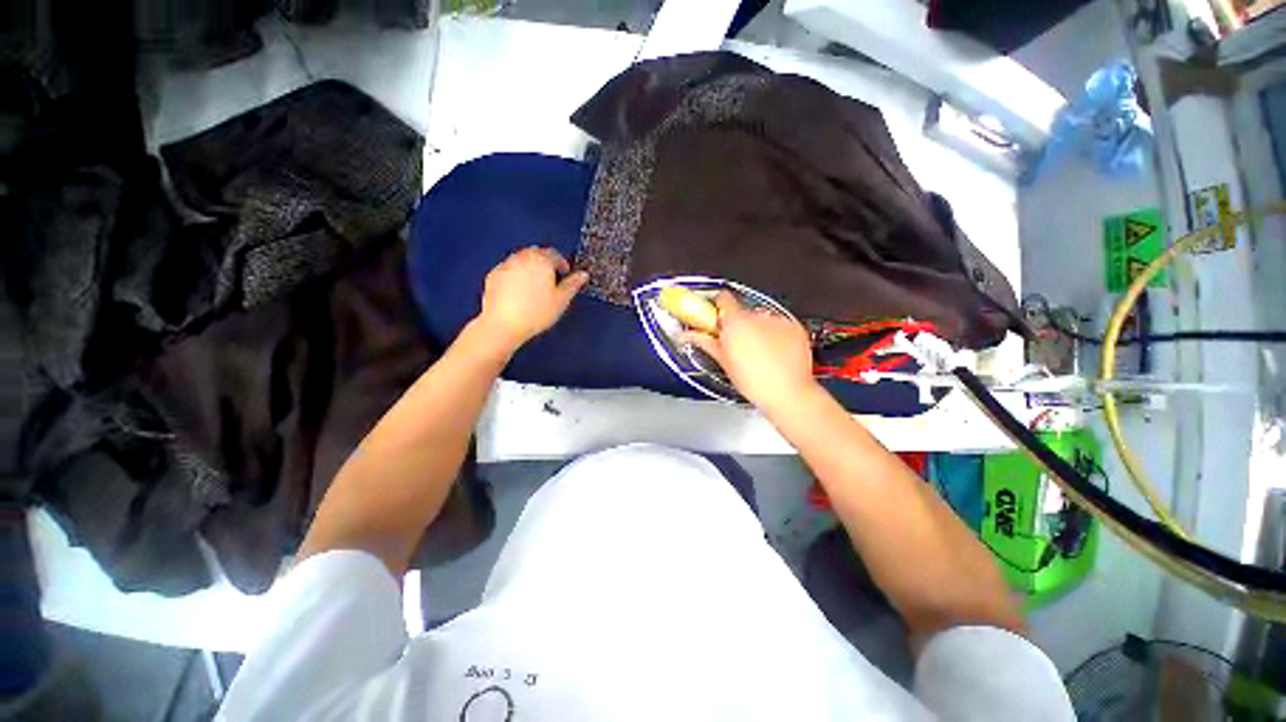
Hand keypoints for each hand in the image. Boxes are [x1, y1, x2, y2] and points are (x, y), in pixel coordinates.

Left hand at [476, 247, 588, 352]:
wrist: (504, 324)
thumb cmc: (535, 313)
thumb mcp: (561, 300)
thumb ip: (573, 284)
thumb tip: (583, 275)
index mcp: (542, 260)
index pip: (555, 254)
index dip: (562, 263)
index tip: (565, 273)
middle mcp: (523, 258)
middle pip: (537, 253)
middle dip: (546, 263)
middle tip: (552, 279)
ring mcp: (506, 265)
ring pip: (522, 260)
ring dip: (531, 268)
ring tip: (536, 286)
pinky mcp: (494, 275)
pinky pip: (509, 269)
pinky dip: (517, 275)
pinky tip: (520, 292)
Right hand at [681, 292, 818, 412]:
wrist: (788, 393)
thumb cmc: (754, 382)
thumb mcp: (723, 362)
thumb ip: (705, 342)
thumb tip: (689, 335)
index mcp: (736, 322)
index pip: (723, 298)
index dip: (718, 307)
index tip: (716, 317)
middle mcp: (757, 316)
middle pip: (742, 311)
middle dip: (738, 324)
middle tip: (736, 345)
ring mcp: (778, 321)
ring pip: (762, 319)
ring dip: (758, 329)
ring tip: (758, 353)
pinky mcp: (795, 327)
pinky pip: (780, 325)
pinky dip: (776, 335)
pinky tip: (774, 353)